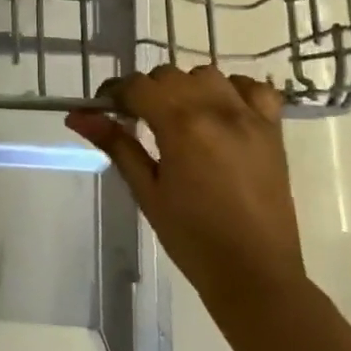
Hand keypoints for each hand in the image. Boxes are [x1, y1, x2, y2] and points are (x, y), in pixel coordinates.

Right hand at [66, 65, 304, 328]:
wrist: (255, 274)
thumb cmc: (192, 238)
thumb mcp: (146, 190)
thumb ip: (116, 145)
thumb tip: (77, 116)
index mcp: (183, 126)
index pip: (139, 86)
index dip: (115, 93)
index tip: (103, 109)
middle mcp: (217, 111)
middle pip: (170, 76)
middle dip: (147, 91)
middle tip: (136, 120)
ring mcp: (250, 118)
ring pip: (208, 75)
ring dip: (186, 87)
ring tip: (177, 116)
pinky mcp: (272, 131)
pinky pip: (254, 89)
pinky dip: (232, 91)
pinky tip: (220, 112)